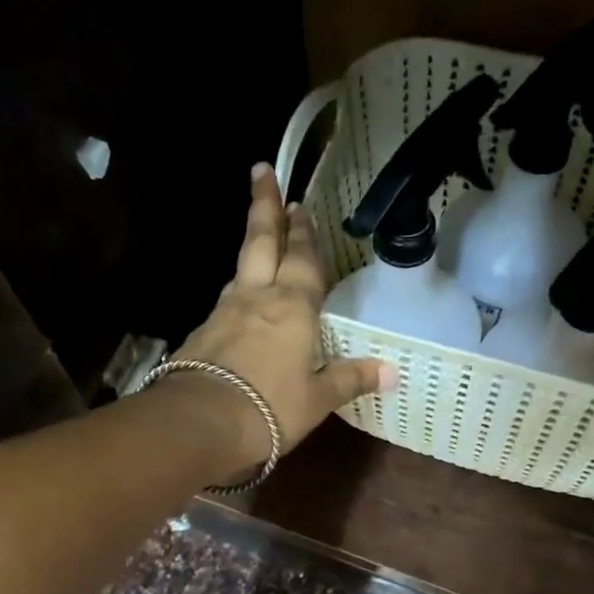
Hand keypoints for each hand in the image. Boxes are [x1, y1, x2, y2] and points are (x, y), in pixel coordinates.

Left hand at [169, 163, 396, 469]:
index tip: (298, 200)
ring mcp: (225, 312)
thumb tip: (391, 371)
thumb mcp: (318, 398)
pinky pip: (227, 301)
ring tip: (260, 238)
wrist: (202, 422)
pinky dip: (238, 290)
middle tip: (262, 171)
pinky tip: (241, 301)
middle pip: (260, 242)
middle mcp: (257, 298)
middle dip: (264, 206)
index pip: (301, 258)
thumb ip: (351, 379)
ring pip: (241, 269)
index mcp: (293, 307)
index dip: (302, 231)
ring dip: (251, 247)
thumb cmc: (271, 406)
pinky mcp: (203, 333)